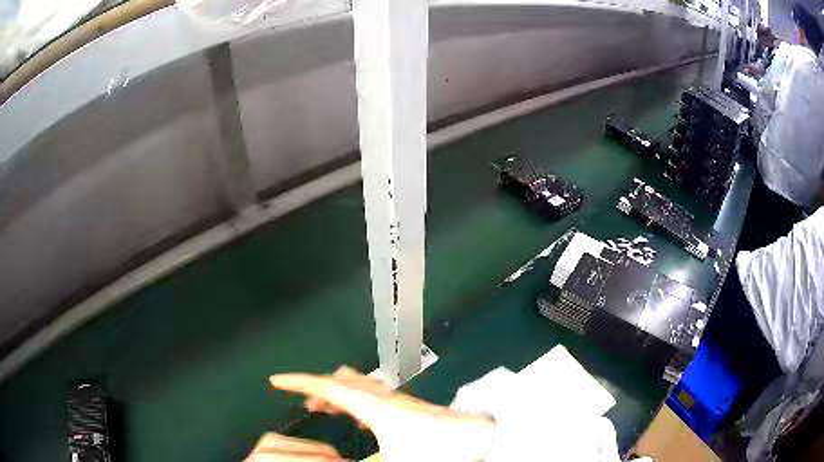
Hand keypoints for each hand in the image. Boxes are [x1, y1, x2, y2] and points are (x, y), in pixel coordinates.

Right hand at [245, 366, 496, 461]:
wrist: (484, 441)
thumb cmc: (440, 454)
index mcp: (377, 408)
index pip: (328, 388)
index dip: (299, 382)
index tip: (279, 380)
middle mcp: (387, 398)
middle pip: (344, 382)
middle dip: (318, 389)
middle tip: (304, 402)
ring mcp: (402, 401)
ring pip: (360, 387)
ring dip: (338, 394)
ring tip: (326, 408)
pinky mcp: (414, 409)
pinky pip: (375, 396)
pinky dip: (357, 401)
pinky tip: (362, 419)